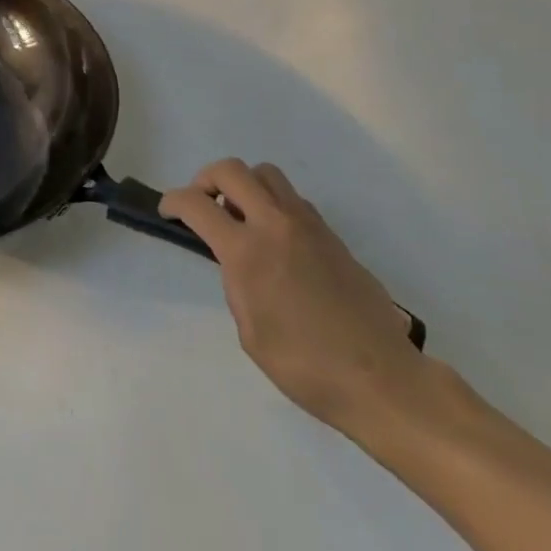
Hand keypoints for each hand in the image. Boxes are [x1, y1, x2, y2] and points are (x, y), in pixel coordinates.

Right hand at [161, 159, 427, 443]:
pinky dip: (274, 205)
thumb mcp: (250, 332)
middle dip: (206, 179)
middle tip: (203, 204)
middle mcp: (275, 225)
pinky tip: (277, 241)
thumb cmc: (306, 367)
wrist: (382, 380)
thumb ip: (237, 283)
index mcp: (247, 251)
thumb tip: (240, 262)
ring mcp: (308, 226)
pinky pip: (293, 200)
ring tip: (242, 218)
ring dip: (245, 186)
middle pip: (231, 170)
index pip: (197, 205)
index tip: (168, 211)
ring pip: (267, 174)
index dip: (173, 201)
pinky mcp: (332, 236)